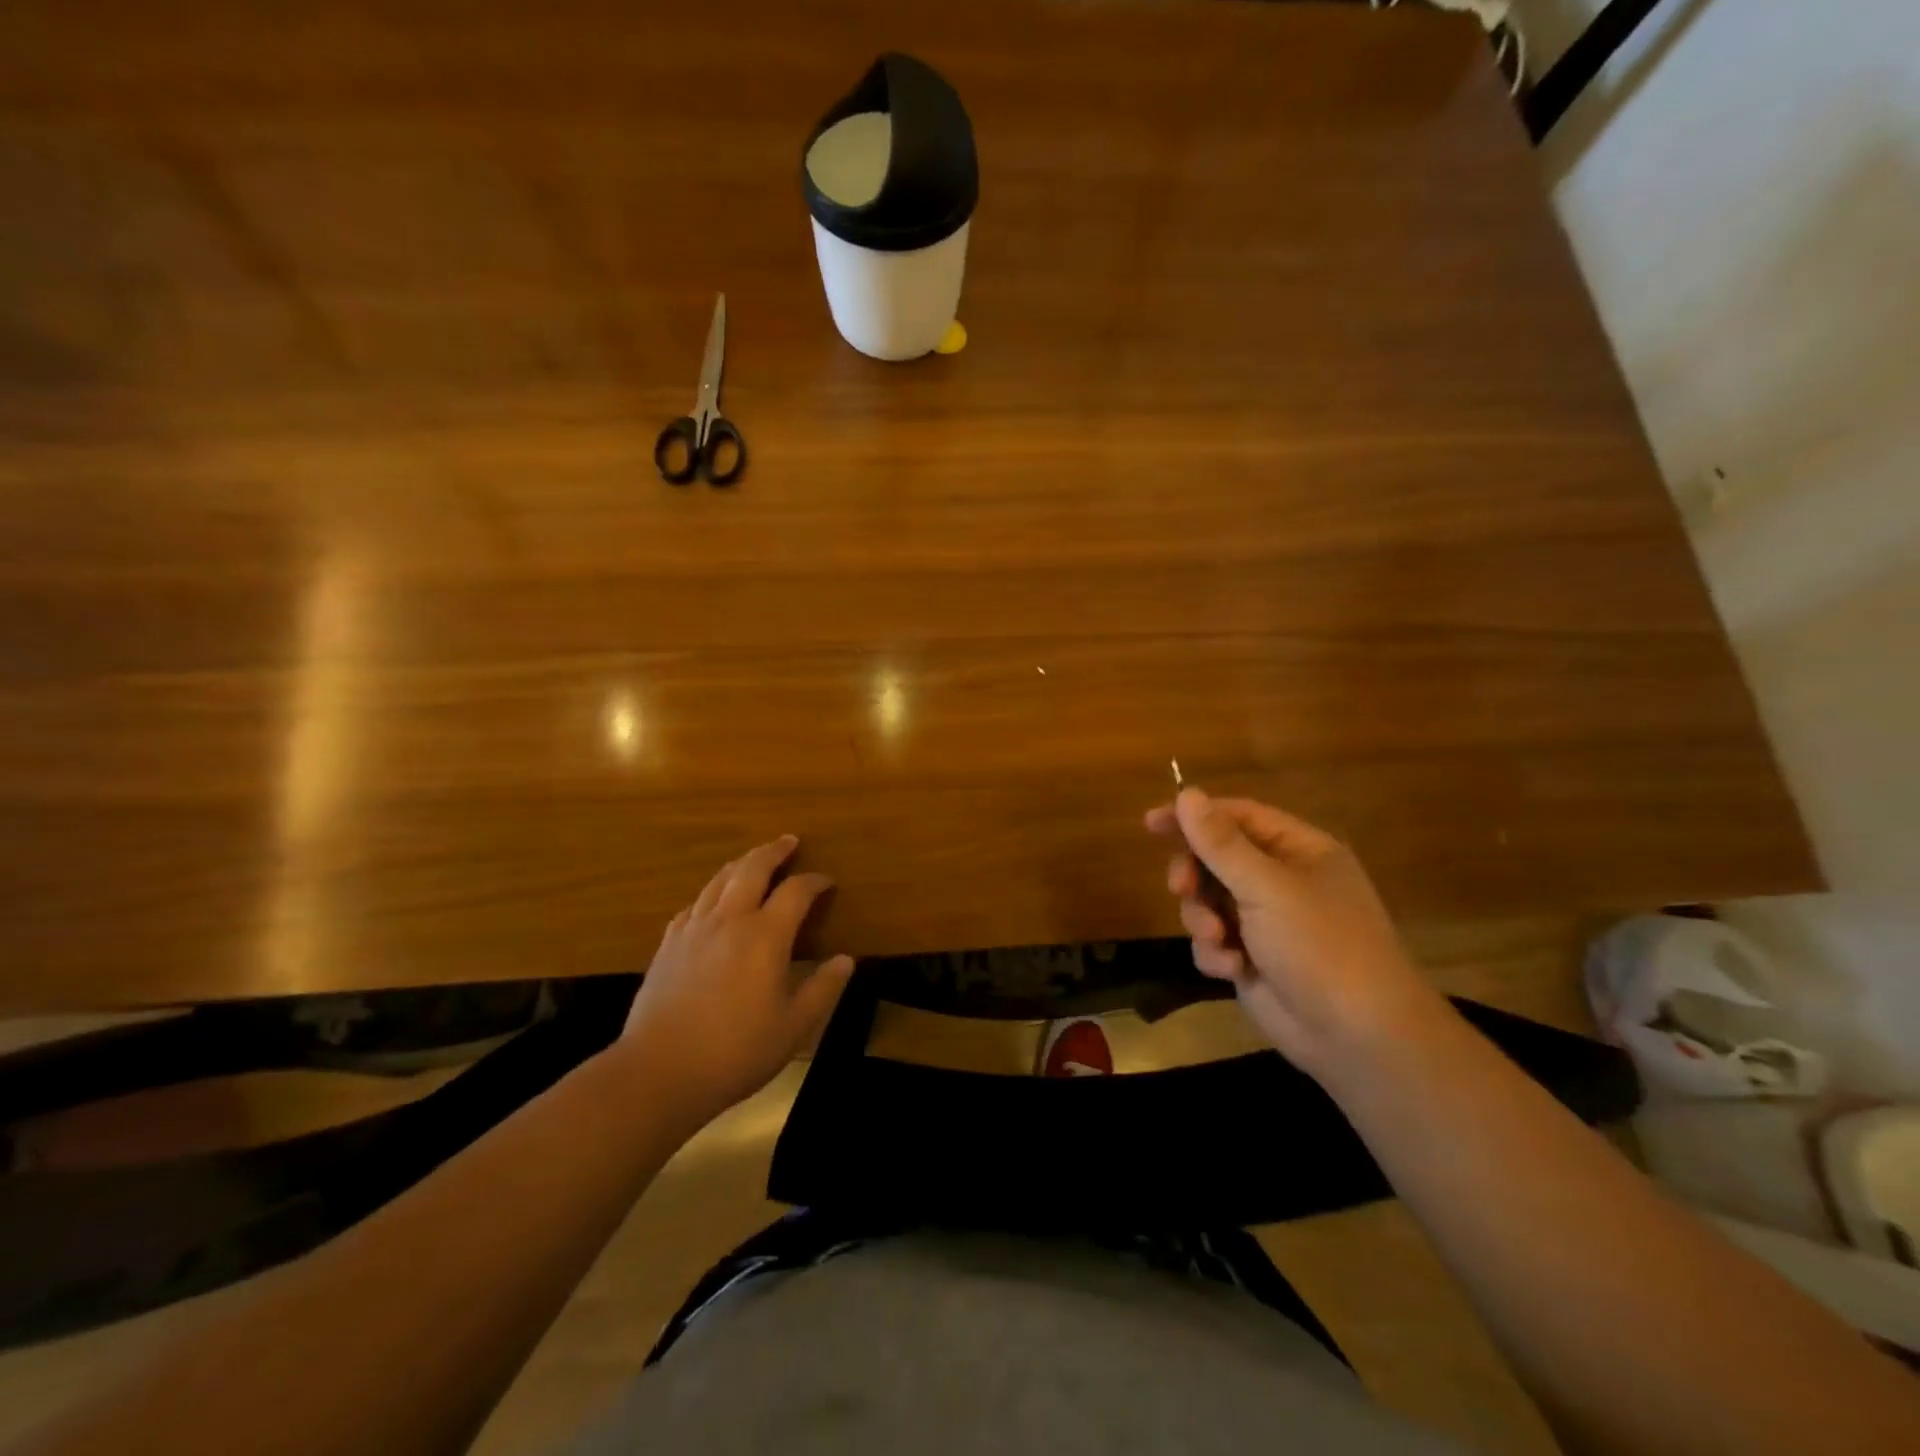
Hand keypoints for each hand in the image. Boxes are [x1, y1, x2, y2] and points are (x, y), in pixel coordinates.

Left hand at [617, 834, 854, 1127]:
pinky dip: (711, 892)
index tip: (827, 882)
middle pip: (752, 868)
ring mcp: (693, 929)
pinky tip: (712, 900)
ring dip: (741, 863)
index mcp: (765, 936)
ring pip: (719, 879)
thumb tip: (846, 959)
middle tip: (789, 841)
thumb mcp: (794, 1027)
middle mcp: (729, 920)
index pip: (796, 891)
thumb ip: (823, 988)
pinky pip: (694, 903)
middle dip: (774, 851)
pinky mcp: (668, 944)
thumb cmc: (736, 1051)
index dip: (815, 881)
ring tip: (754, 859)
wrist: (659, 1072)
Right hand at [1145, 790, 1448, 1079]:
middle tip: (1181, 889)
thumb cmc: (1321, 947)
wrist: (1358, 1039)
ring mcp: (1266, 922)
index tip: (1152, 822)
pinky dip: (1216, 953)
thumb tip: (1186, 793)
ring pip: (1208, 902)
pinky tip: (1232, 970)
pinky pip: (1213, 940)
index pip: (1237, 816)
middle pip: (1216, 859)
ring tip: (1218, 940)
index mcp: (1298, 851)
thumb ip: (1221, 843)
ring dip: (1203, 919)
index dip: (1194, 816)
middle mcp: (1282, 881)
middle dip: (1195, 876)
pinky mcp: (1252, 959)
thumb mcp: (1267, 887)